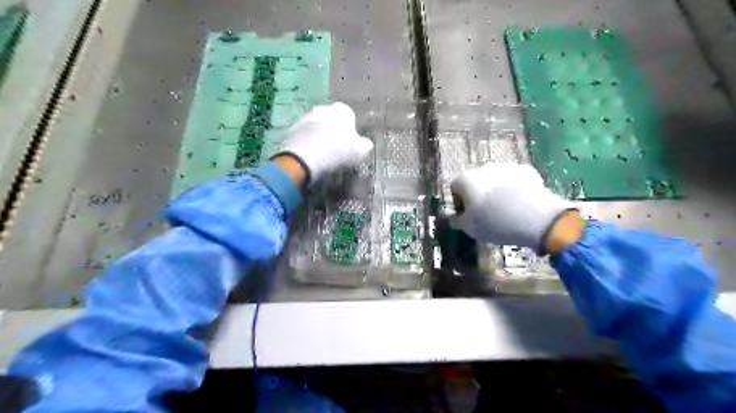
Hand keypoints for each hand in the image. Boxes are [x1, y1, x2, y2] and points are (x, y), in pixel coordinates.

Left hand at [273, 102, 374, 185]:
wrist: (305, 159)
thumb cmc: (338, 153)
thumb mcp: (359, 153)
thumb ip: (365, 146)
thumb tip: (366, 143)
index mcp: (342, 111)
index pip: (348, 114)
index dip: (349, 127)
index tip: (350, 141)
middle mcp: (323, 108)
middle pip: (330, 117)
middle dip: (333, 128)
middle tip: (336, 146)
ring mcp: (305, 117)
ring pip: (316, 124)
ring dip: (318, 133)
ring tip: (321, 151)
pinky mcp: (292, 128)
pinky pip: (303, 134)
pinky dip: (307, 141)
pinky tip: (309, 154)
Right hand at [449, 162, 579, 252]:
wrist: (534, 217)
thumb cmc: (493, 223)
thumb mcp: (469, 228)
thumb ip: (457, 221)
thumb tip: (452, 218)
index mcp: (465, 180)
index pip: (454, 188)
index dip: (459, 202)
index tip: (466, 215)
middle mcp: (483, 168)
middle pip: (476, 181)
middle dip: (478, 195)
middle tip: (485, 214)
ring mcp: (506, 167)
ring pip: (496, 180)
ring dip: (496, 192)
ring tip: (505, 211)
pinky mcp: (527, 171)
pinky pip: (515, 181)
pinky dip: (515, 190)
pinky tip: (520, 205)